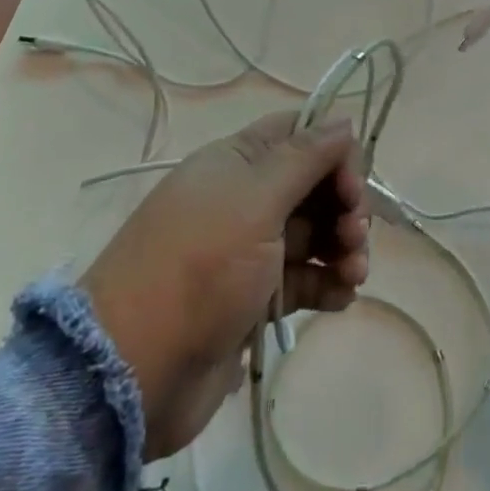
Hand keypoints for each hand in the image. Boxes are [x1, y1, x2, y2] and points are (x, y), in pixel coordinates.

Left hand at [81, 113, 369, 460]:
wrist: (134, 370)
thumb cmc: (200, 267)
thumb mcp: (255, 201)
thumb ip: (305, 158)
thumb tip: (343, 121)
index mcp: (237, 163)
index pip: (299, 134)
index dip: (334, 152)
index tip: (352, 187)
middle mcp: (244, 199)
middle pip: (313, 184)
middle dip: (344, 205)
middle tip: (355, 237)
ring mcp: (249, 251)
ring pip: (314, 233)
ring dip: (343, 247)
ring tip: (353, 273)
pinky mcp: (254, 298)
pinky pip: (304, 278)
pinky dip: (328, 283)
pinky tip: (343, 297)